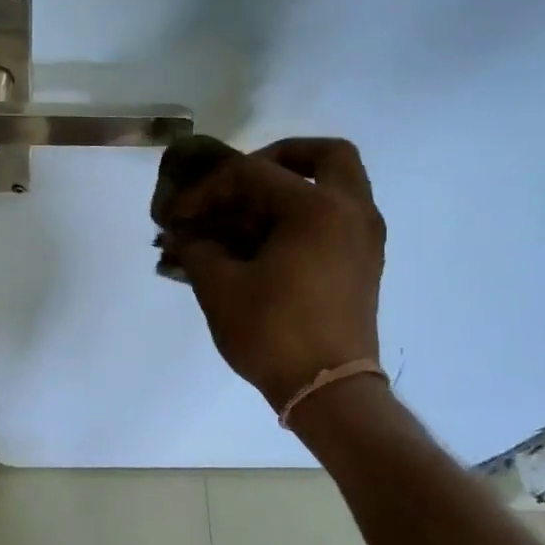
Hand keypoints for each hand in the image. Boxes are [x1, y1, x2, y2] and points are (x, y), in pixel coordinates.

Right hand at [164, 138, 384, 411]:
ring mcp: (365, 239)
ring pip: (339, 185)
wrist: (327, 390)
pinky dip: (308, 214)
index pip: (253, 174)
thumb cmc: (272, 332)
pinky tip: (269, 244)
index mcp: (316, 209)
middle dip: (280, 158)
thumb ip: (196, 248)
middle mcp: (351, 212)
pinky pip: (341, 216)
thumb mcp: (219, 287)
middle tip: (244, 181)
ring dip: (296, 187)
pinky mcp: (364, 264)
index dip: (208, 189)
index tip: (180, 216)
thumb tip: (182, 234)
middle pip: (326, 155)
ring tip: (250, 216)